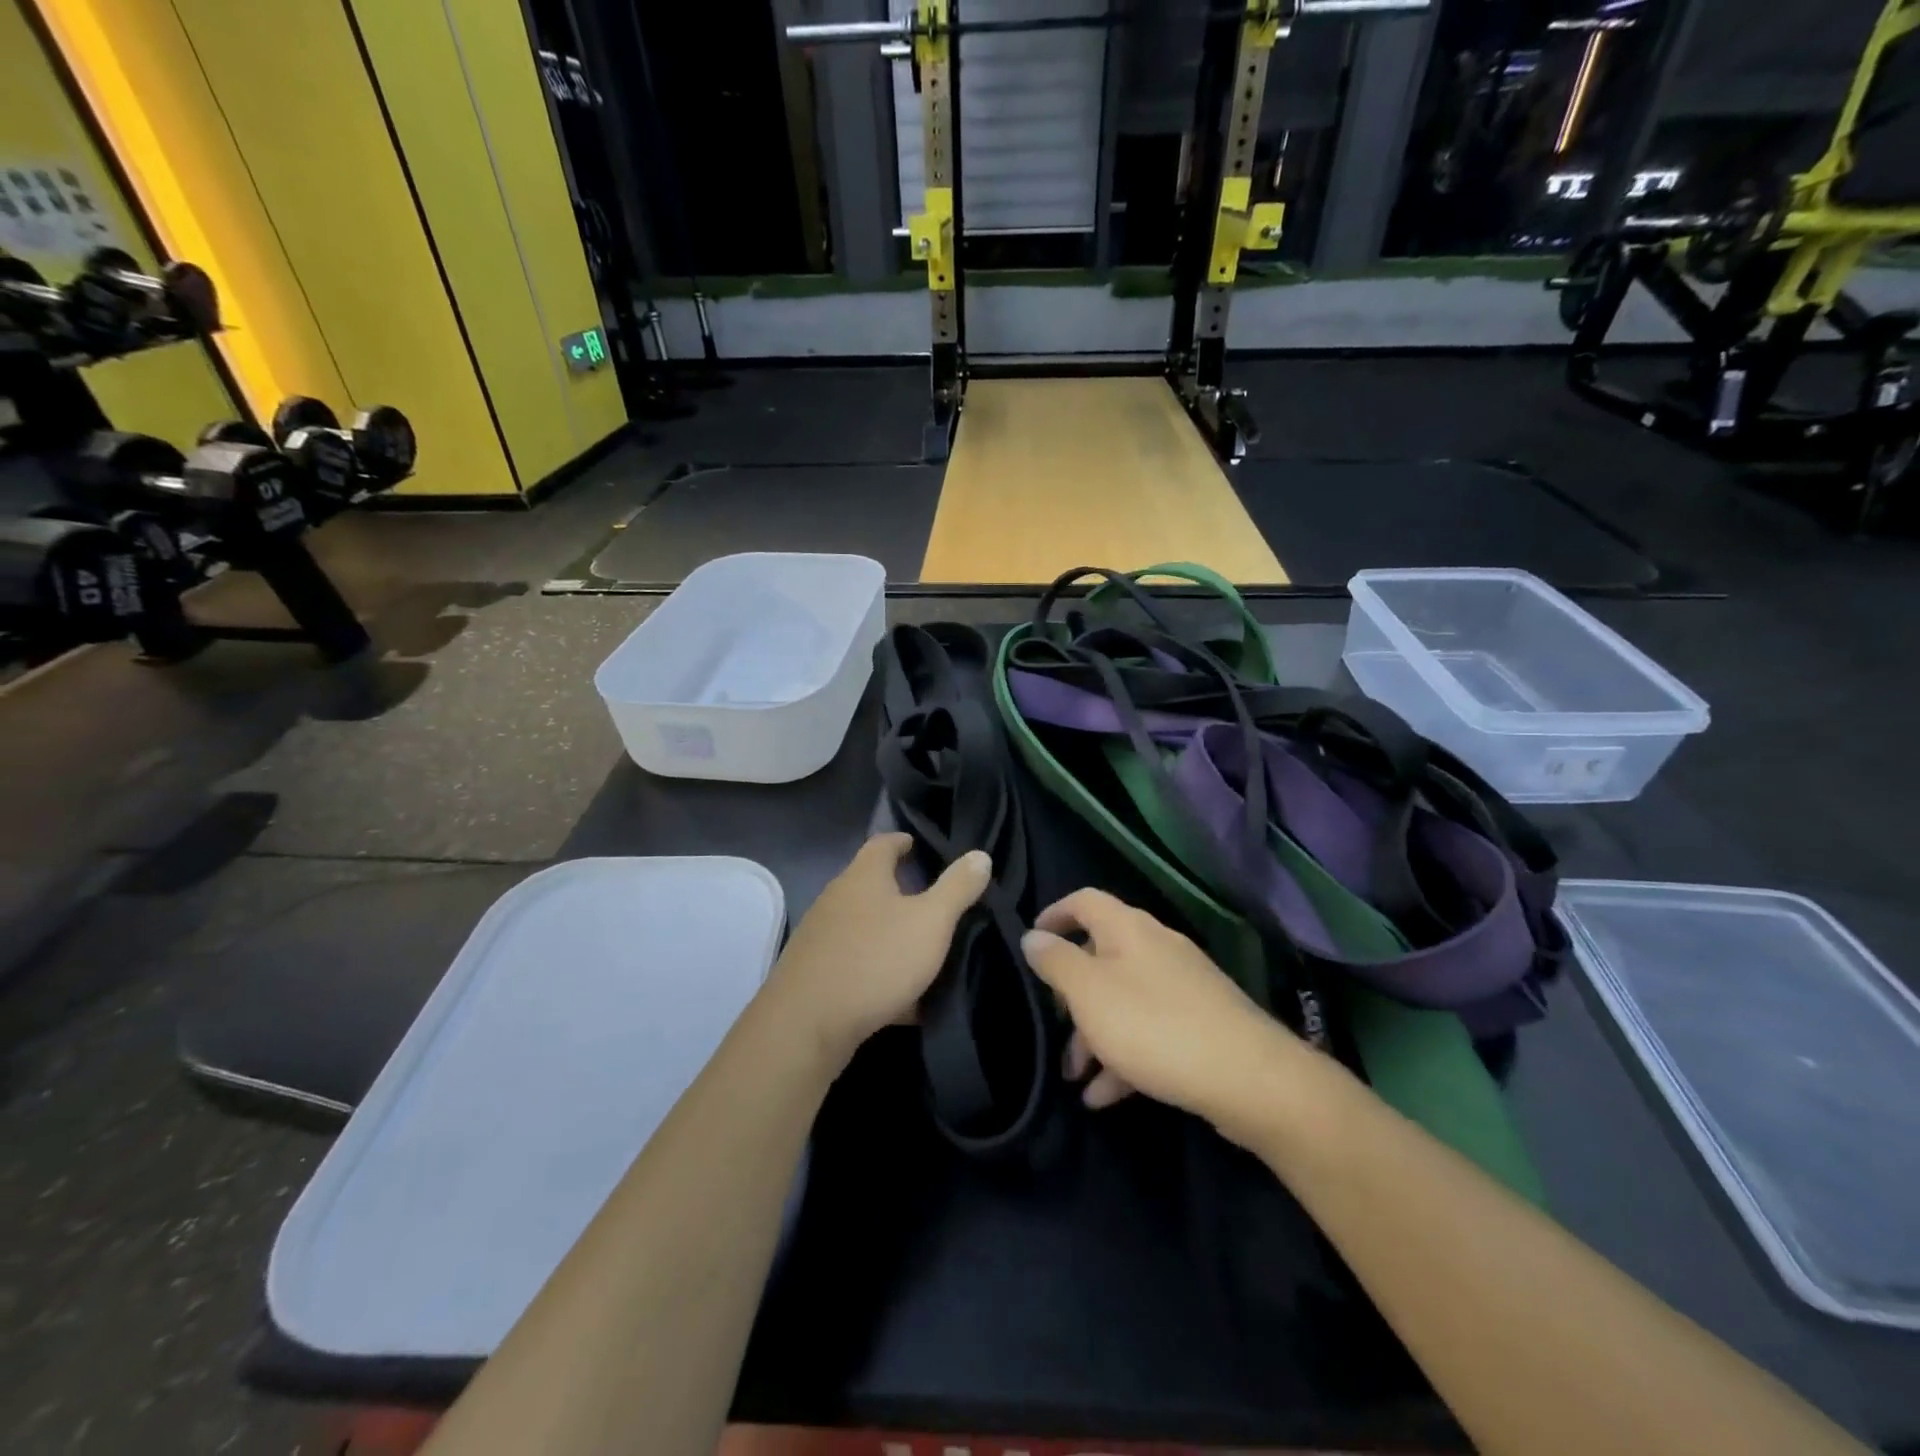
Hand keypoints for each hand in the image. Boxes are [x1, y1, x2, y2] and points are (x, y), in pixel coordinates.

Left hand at [769, 833, 990, 1067]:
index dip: (902, 842)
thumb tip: (979, 855)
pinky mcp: (814, 973)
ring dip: (889, 933)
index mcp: (863, 876)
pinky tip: (902, 999)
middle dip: (899, 890)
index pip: (883, 844)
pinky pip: (855, 964)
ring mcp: (821, 937)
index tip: (918, 845)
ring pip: (863, 927)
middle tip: (932, 899)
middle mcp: (836, 898)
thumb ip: (957, 888)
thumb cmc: (875, 960)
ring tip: (921, 947)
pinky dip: (878, 972)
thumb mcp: (931, 922)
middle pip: (870, 884)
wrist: (807, 1025)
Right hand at [1021, 889, 1301, 1130]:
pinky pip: (1149, 1030)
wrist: (1248, 1078)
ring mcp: (1182, 985)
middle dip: (1071, 994)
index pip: (1084, 901)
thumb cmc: (1153, 1025)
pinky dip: (1124, 1056)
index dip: (1055, 915)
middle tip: (1054, 1026)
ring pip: (1123, 999)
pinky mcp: (1200, 1022)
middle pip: (1101, 956)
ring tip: (1075, 1078)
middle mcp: (1156, 947)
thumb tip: (1032, 936)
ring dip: (1094, 1035)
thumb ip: (1055, 962)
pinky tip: (1106, 1097)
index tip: (1032, 941)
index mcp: (1128, 928)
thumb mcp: (1089, 992)